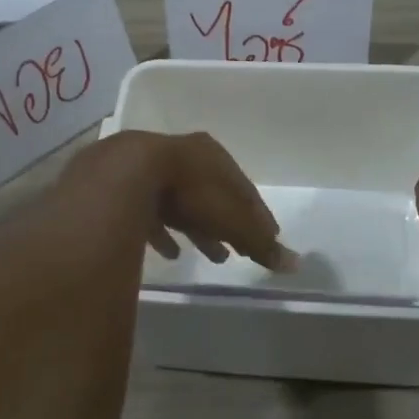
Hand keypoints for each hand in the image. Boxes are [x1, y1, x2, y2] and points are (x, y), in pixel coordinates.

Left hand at [70, 132, 296, 271]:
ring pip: (182, 204)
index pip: (243, 187)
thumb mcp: (232, 220)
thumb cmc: (189, 193)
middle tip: (240, 250)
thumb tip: (295, 263)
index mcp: (211, 155)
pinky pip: (149, 214)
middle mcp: (182, 156)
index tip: (268, 237)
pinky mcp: (123, 190)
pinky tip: (171, 254)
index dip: (256, 214)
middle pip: (211, 194)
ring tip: (214, 256)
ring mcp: (149, 171)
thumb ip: (260, 242)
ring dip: (199, 229)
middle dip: (227, 222)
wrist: (124, 179)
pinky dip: (163, 233)